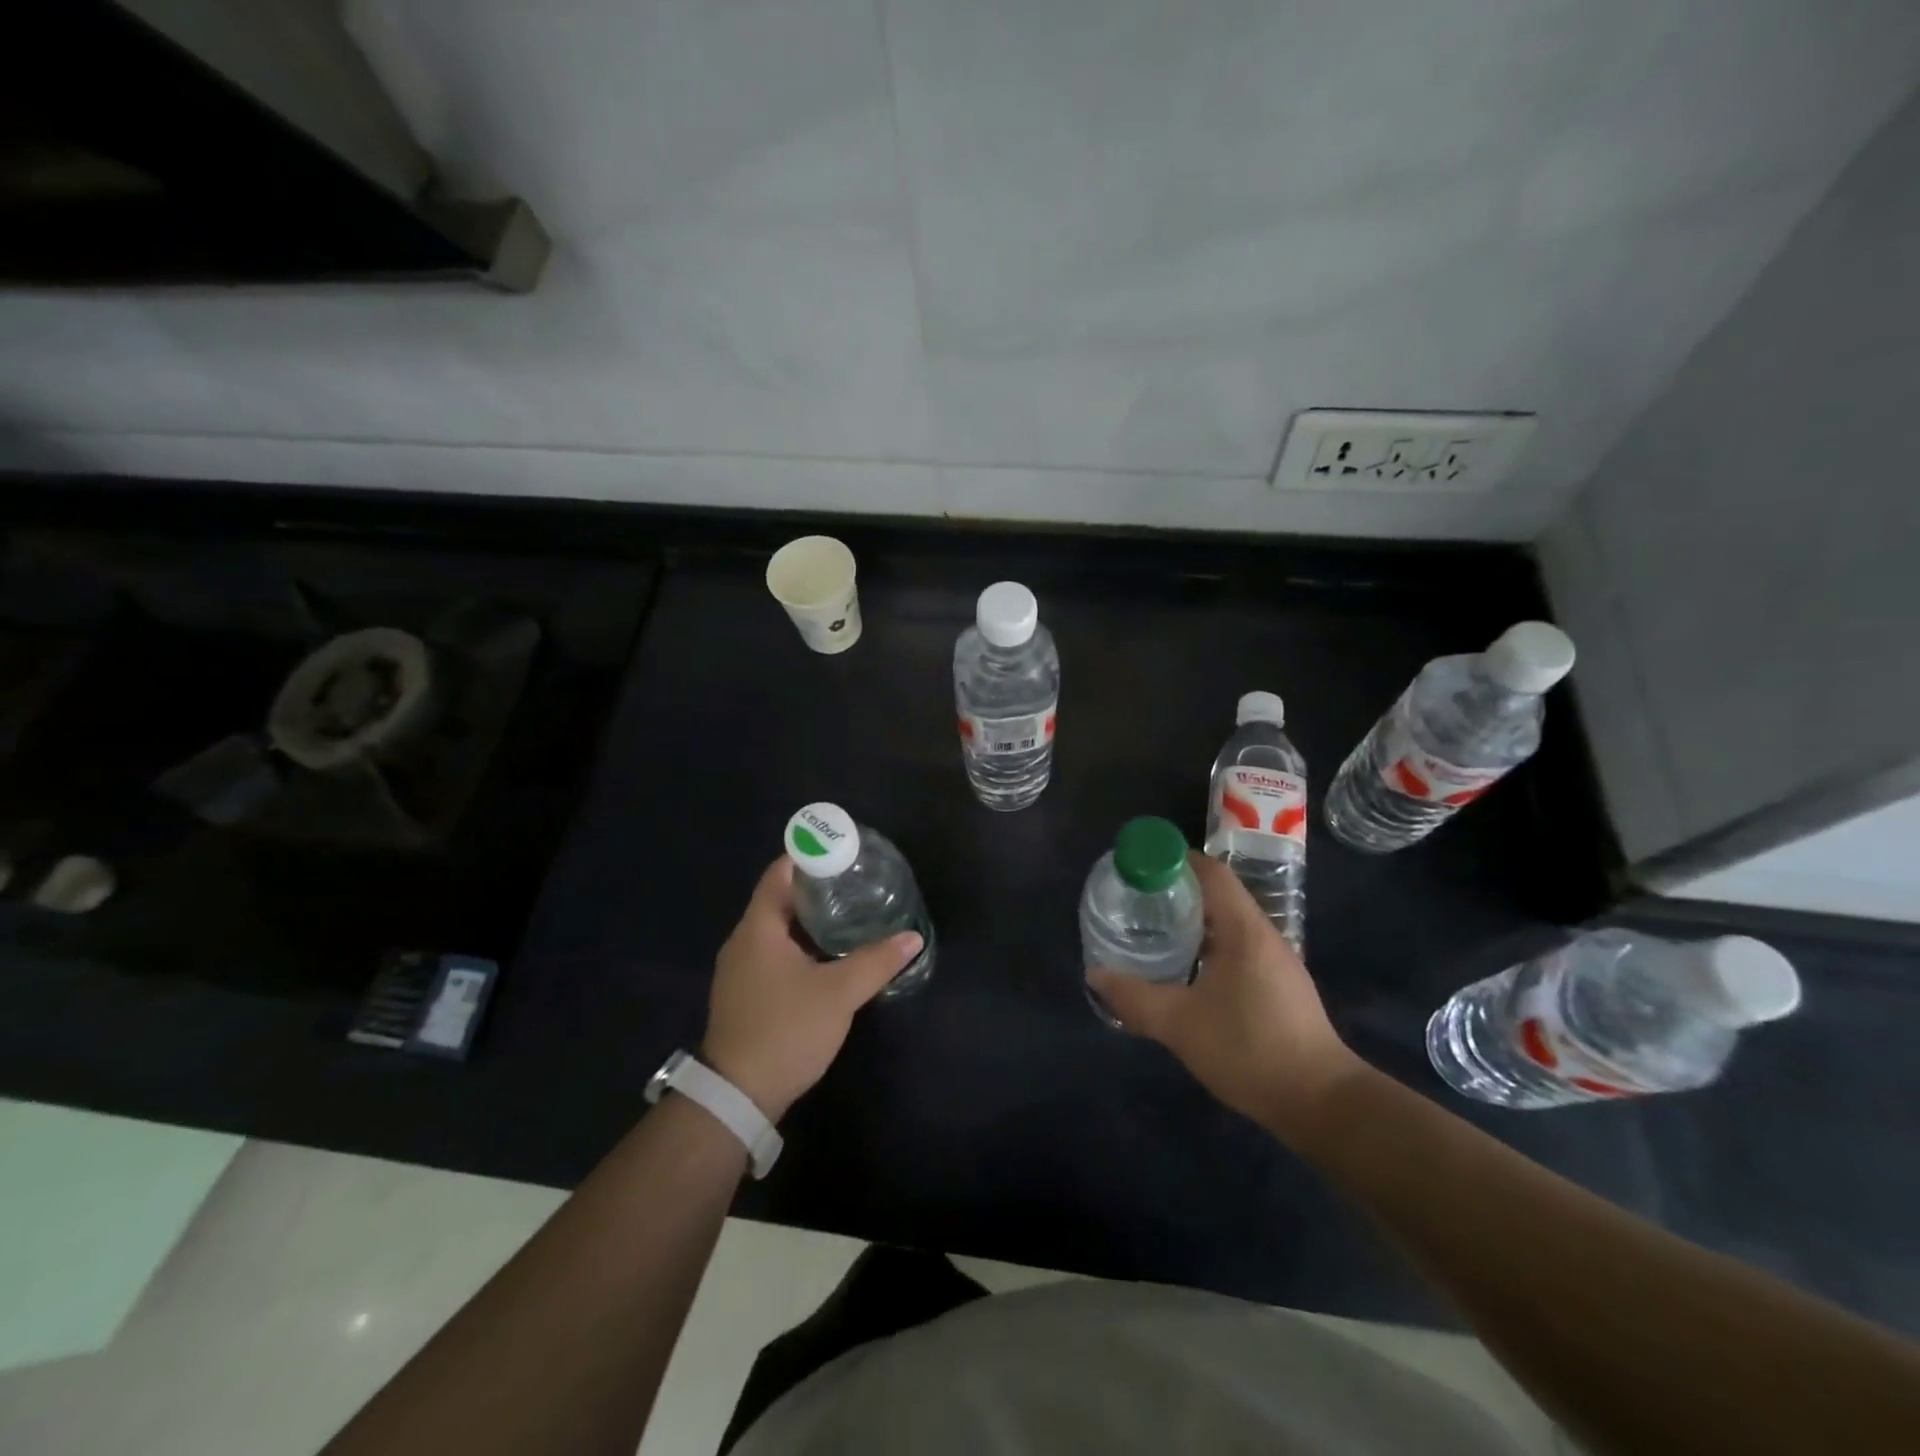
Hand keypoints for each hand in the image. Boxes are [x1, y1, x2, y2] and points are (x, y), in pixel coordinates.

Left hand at [701, 857, 922, 1123]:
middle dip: (817, 887)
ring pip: (778, 929)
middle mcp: (744, 941)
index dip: (809, 856)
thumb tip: (911, 938)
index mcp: (758, 928)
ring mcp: (742, 969)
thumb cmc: (785, 1030)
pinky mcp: (747, 993)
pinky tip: (830, 954)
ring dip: (811, 919)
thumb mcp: (838, 994)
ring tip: (850, 912)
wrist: (737, 1096)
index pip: (780, 873)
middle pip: (780, 899)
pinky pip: (776, 952)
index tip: (841, 850)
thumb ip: (876, 962)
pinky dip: (802, 944)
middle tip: (856, 881)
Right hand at [1089, 852, 1366, 1144]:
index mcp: (1243, 930)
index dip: (1174, 861)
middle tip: (1137, 902)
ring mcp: (1276, 961)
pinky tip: (1186, 971)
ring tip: (1154, 932)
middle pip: (1217, 894)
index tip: (1139, 869)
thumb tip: (1095, 975)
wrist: (1321, 1103)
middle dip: (1176, 892)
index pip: (1210, 872)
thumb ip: (1135, 998)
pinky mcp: (1280, 986)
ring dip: (1192, 922)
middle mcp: (1263, 935)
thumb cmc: (1249, 1050)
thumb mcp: (1180, 1025)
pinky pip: (1238, 947)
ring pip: (1228, 923)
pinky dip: (1208, 945)